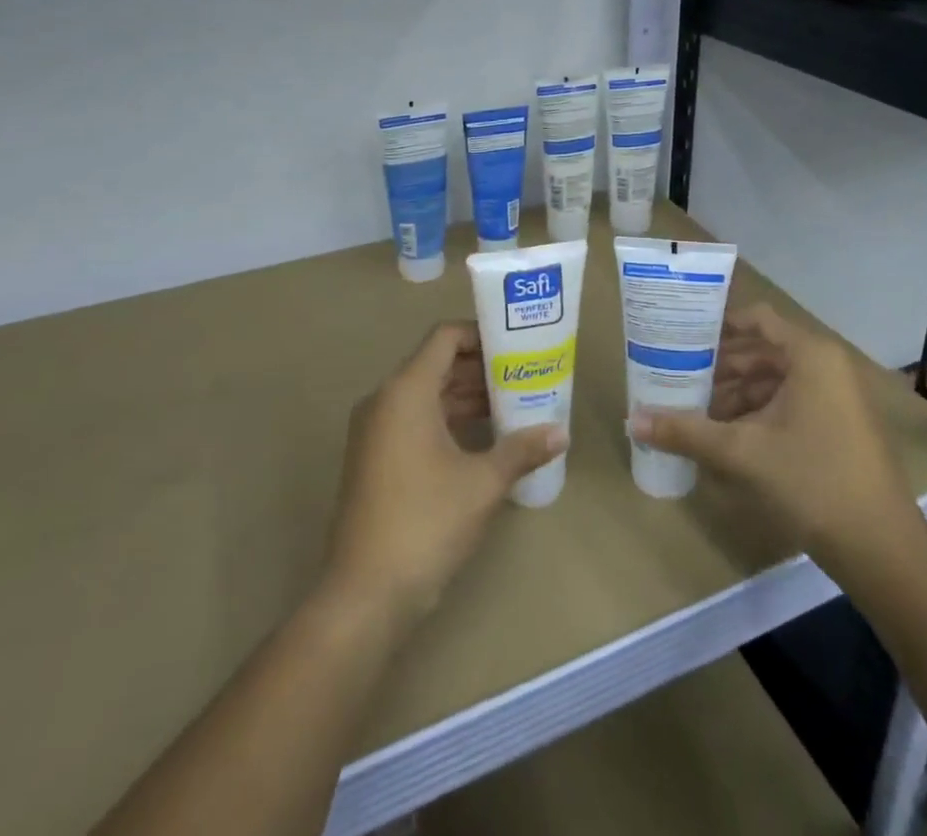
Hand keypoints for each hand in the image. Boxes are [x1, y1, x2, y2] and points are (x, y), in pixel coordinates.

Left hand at [323, 322, 566, 624]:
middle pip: (436, 364)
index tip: (516, 344)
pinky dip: (447, 419)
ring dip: (466, 395)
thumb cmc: (426, 523)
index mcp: (406, 391)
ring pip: (426, 394)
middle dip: (480, 367)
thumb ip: (522, 450)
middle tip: (523, 374)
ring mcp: (375, 431)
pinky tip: (483, 437)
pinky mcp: (374, 458)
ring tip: (512, 403)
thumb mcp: (482, 483)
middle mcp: (384, 400)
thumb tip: (561, 433)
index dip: (481, 333)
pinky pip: (414, 420)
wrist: (365, 594)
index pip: (444, 337)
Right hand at [629, 303, 921, 565]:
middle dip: (720, 366)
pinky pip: (790, 402)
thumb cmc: (812, 481)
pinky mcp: (840, 425)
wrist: (881, 549)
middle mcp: (826, 365)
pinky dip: (758, 412)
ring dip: (736, 393)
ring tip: (696, 410)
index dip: (718, 324)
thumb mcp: (741, 453)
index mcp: (810, 355)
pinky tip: (728, 435)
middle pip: (763, 351)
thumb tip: (632, 419)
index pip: (756, 319)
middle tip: (678, 376)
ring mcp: (837, 397)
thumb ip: (686, 431)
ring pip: (775, 380)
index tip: (681, 335)